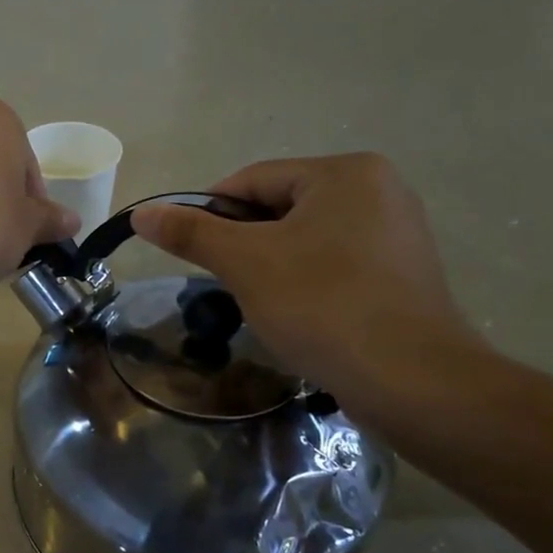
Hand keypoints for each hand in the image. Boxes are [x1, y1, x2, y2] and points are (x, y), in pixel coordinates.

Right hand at [132, 154, 486, 420]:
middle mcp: (379, 190)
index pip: (252, 180)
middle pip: (281, 207)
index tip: (188, 251)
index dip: (209, 213)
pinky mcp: (404, 273)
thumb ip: (191, 233)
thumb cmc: (322, 305)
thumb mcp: (245, 263)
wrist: (411, 380)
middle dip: (245, 243)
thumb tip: (141, 213)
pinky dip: (306, 282)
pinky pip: (336, 263)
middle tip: (225, 283)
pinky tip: (299, 315)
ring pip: (306, 238)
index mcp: (345, 172)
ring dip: (272, 265)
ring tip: (260, 303)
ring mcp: (398, 232)